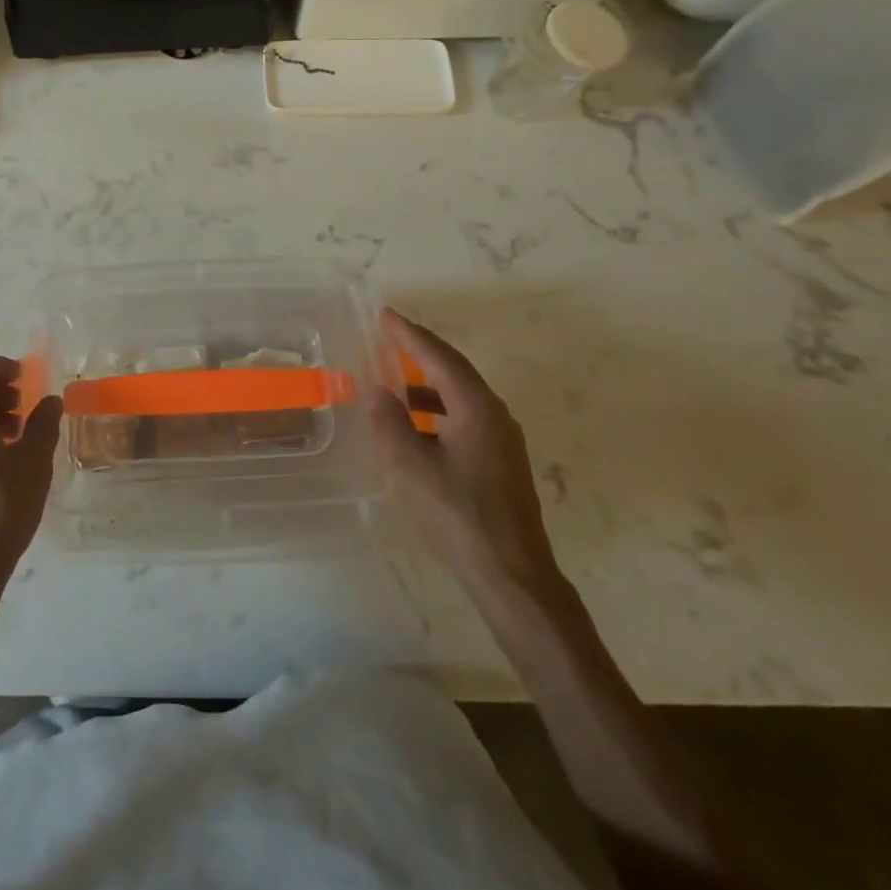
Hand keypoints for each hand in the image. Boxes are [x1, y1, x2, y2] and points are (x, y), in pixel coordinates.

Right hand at [369, 309, 560, 594]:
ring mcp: (503, 440)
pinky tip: (417, 425)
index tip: (386, 315)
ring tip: (396, 378)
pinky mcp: (501, 462)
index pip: (439, 358)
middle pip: (455, 370)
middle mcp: (495, 415)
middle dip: (421, 351)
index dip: (410, 335)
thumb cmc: (458, 515)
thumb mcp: (410, 468)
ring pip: (461, 395)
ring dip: (428, 382)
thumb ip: (390, 423)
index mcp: (476, 409)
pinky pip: (465, 416)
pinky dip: (438, 408)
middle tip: (390, 335)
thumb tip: (379, 390)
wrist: (512, 575)